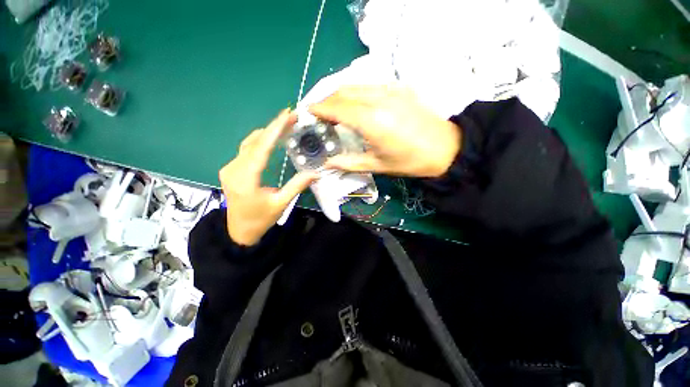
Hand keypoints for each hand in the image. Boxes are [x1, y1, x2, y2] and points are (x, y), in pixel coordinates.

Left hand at [219, 110, 316, 245]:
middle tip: (291, 117)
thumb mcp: (281, 203)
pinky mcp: (231, 169)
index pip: (261, 148)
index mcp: (245, 179)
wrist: (239, 231)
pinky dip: (260, 141)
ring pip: (249, 143)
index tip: (286, 115)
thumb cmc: (260, 219)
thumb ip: (297, 186)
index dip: (275, 130)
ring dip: (267, 133)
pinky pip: (246, 150)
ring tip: (285, 125)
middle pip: (255, 142)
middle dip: (274, 127)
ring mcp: (230, 168)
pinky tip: (271, 139)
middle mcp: (233, 168)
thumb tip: (316, 172)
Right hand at [309, 85, 461, 177]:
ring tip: (334, 111)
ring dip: (340, 95)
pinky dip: (355, 93)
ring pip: (355, 85)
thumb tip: (327, 163)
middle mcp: (378, 99)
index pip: (336, 107)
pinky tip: (355, 106)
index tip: (306, 113)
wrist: (445, 148)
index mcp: (371, 121)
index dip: (318, 108)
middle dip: (326, 100)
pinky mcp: (399, 88)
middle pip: (343, 91)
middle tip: (319, 115)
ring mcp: (390, 90)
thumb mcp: (377, 165)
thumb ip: (348, 163)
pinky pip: (369, 85)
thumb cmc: (410, 161)